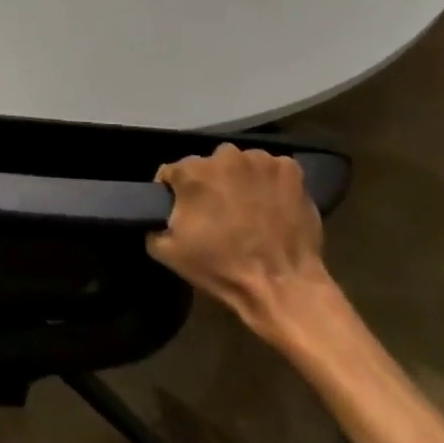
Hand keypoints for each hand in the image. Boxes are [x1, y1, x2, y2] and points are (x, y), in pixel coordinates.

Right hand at [147, 144, 333, 346]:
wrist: (282, 286)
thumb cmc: (222, 268)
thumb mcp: (168, 253)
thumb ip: (153, 224)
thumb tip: (155, 215)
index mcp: (191, 172)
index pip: (172, 173)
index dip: (175, 193)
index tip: (184, 212)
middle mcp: (224, 156)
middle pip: (208, 165)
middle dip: (210, 184)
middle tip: (219, 213)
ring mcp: (260, 160)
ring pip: (241, 164)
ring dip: (240, 181)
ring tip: (249, 209)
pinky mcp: (290, 169)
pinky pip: (272, 169)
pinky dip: (270, 183)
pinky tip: (273, 206)